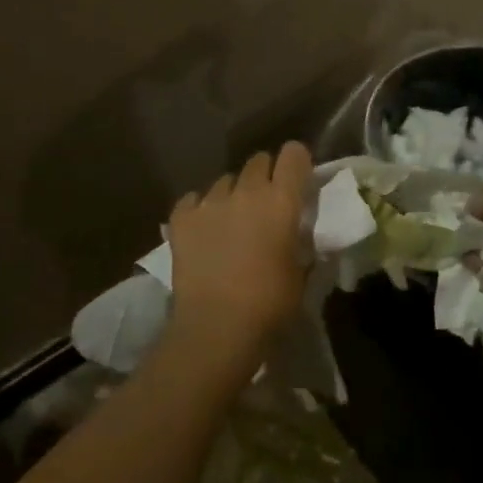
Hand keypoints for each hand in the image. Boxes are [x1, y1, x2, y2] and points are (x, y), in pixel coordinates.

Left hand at [163, 142, 312, 378]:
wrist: (216, 328)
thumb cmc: (270, 305)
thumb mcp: (301, 274)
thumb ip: (301, 243)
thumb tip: (299, 232)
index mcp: (281, 201)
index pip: (294, 154)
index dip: (297, 162)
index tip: (298, 179)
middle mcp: (246, 191)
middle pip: (258, 161)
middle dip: (265, 176)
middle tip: (265, 204)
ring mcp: (210, 201)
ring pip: (225, 181)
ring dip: (232, 194)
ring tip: (231, 221)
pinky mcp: (181, 218)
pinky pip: (193, 199)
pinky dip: (199, 209)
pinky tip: (203, 231)